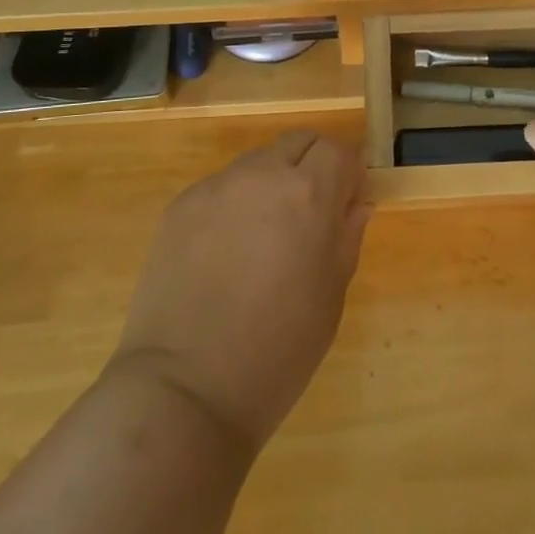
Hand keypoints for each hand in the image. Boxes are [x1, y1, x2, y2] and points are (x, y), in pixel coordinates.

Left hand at [110, 132, 369, 452]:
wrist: (185, 390)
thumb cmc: (278, 350)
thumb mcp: (331, 295)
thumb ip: (347, 235)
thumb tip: (355, 203)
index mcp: (308, 194)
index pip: (338, 149)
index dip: (347, 174)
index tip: (346, 206)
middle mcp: (261, 175)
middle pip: (298, 143)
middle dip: (312, 168)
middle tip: (308, 217)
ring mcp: (215, 187)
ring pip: (257, 164)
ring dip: (270, 185)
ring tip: (260, 241)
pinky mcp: (180, 206)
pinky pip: (220, 189)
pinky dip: (233, 207)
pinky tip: (224, 256)